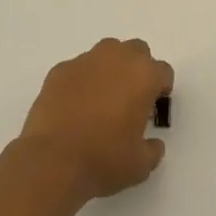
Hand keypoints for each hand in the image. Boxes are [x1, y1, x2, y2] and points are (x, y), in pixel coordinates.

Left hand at [19, 38, 173, 201]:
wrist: (52, 161)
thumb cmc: (104, 160)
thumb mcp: (140, 165)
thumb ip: (152, 149)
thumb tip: (152, 144)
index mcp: (143, 76)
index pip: (163, 71)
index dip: (161, 88)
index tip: (153, 106)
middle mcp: (117, 58)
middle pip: (136, 51)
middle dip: (137, 68)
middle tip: (130, 97)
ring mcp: (85, 61)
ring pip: (105, 53)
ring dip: (109, 69)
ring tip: (101, 99)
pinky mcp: (59, 70)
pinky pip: (78, 68)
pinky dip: (81, 81)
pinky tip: (74, 106)